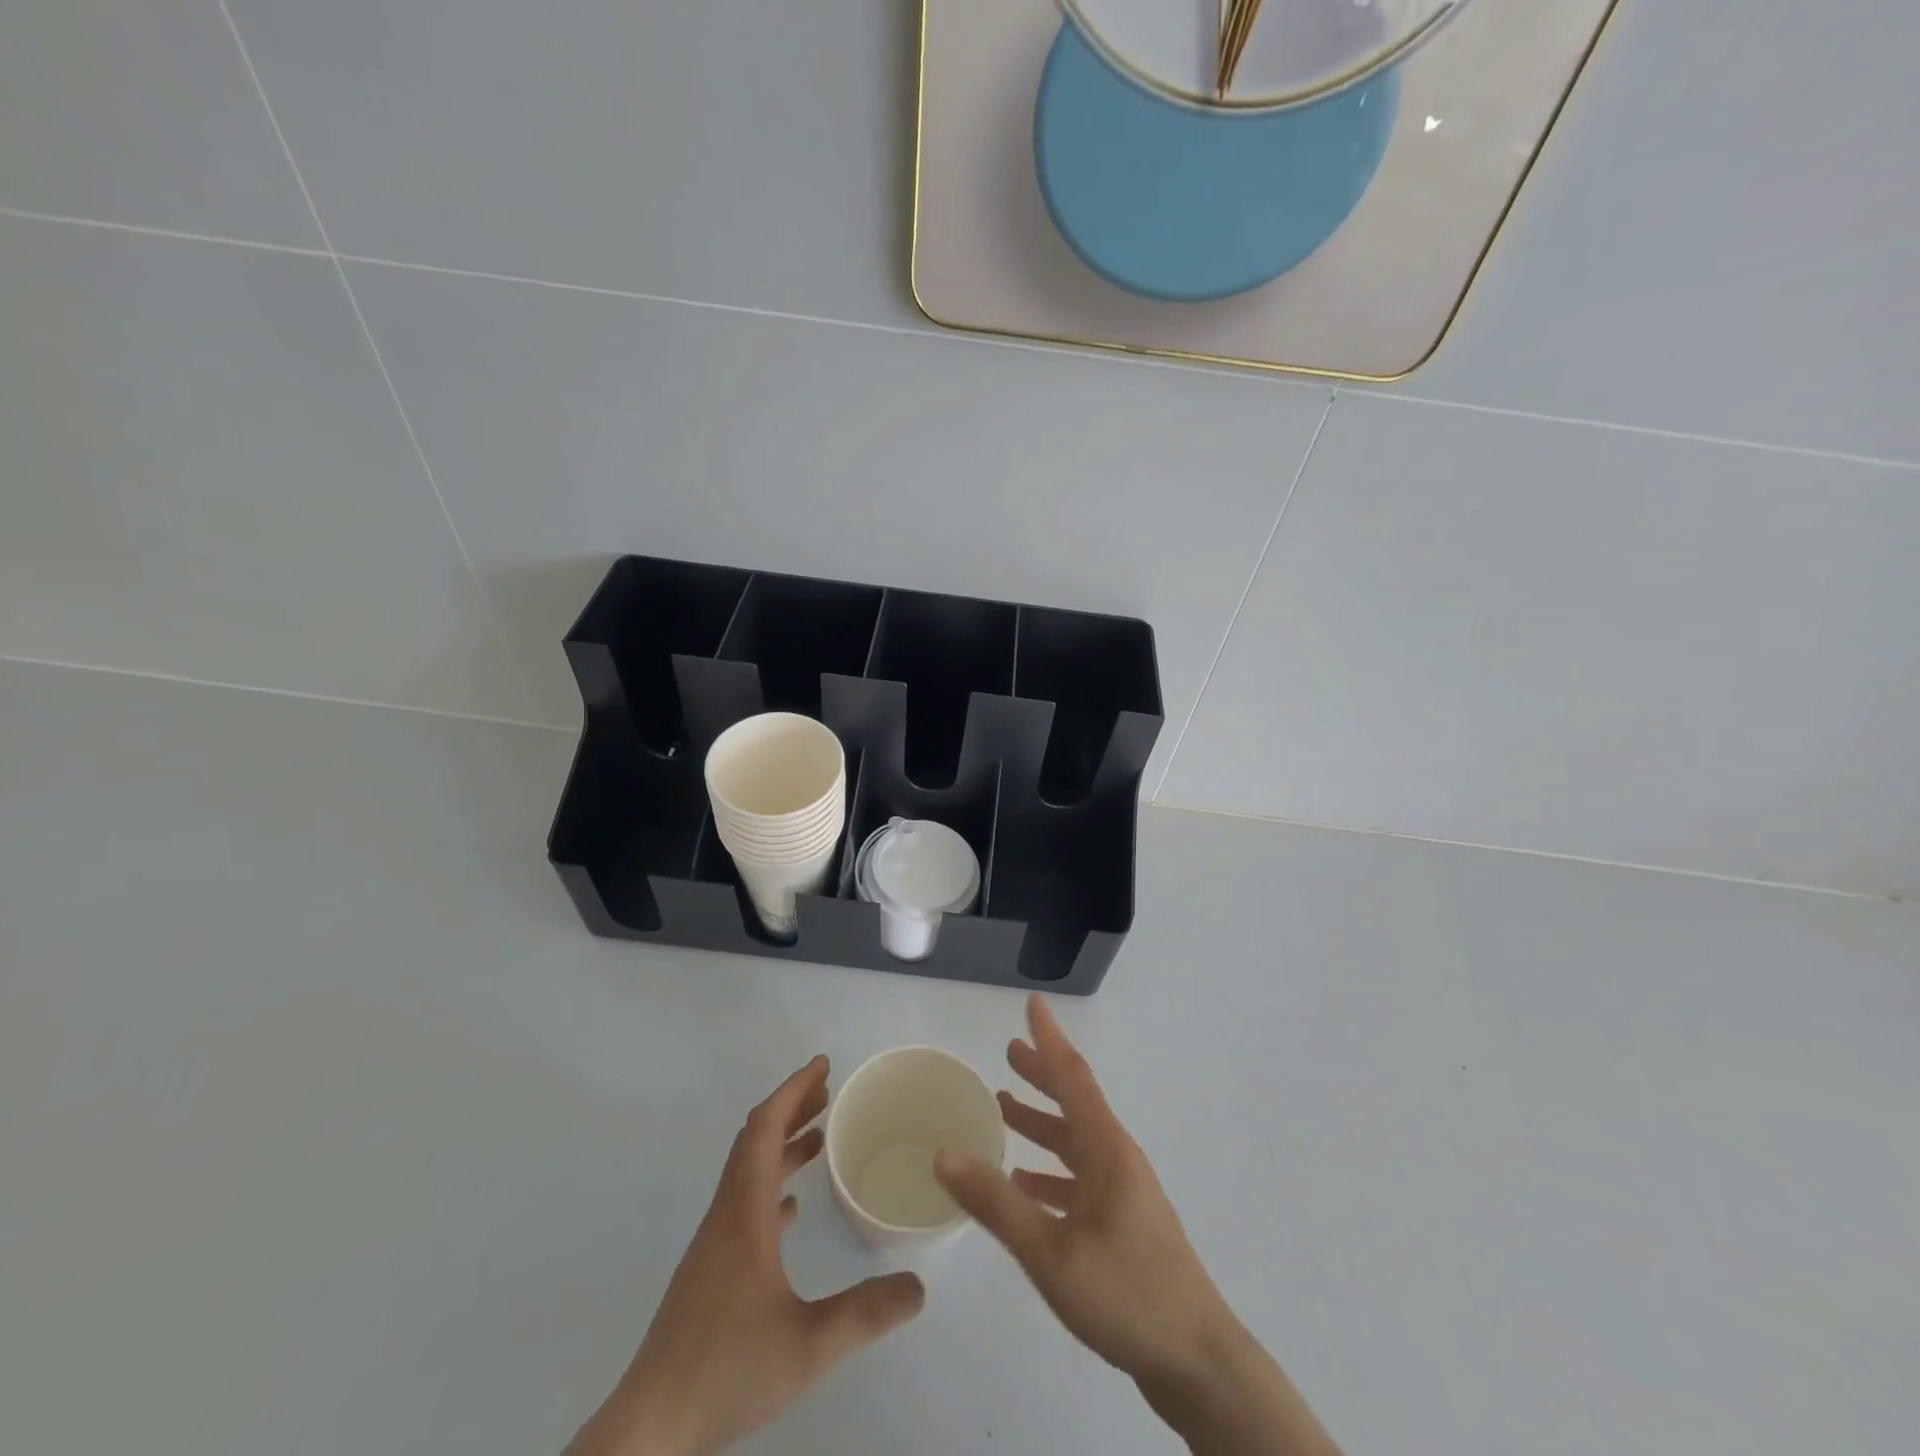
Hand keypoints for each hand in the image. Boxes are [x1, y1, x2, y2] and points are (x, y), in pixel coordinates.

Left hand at [567, 1056, 924, 1455]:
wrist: (650, 1428)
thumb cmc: (726, 1372)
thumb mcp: (808, 1346)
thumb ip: (866, 1313)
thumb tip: (919, 1286)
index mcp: (745, 1214)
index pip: (766, 1129)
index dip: (793, 1090)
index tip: (823, 1066)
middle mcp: (726, 1215)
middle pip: (755, 1140)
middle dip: (791, 1107)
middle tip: (828, 1091)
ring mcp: (713, 1243)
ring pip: (748, 1171)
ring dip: (782, 1145)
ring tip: (819, 1138)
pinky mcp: (709, 1270)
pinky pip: (742, 1204)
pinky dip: (769, 1184)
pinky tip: (789, 1209)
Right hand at [936, 997, 1339, 1455]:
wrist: (1198, 1363)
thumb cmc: (1125, 1294)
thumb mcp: (1050, 1251)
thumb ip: (996, 1202)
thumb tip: (944, 1152)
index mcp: (1107, 1150)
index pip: (1073, 1076)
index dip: (1049, 1039)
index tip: (1033, 1003)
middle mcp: (1118, 1159)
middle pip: (1075, 1103)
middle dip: (1042, 1075)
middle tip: (1009, 1052)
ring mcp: (1125, 1193)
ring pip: (1076, 1142)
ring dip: (1043, 1123)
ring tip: (1006, 1110)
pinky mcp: (1124, 1225)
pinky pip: (1080, 1180)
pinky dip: (1050, 1173)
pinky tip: (1024, 1185)